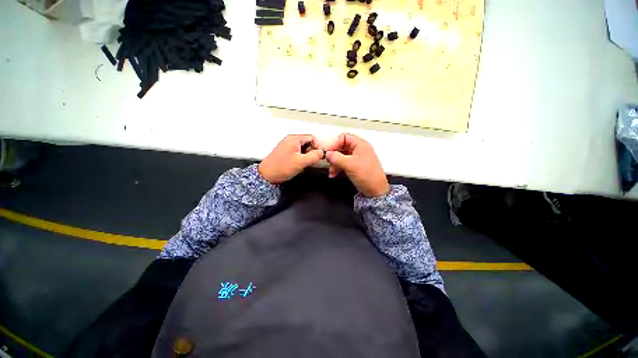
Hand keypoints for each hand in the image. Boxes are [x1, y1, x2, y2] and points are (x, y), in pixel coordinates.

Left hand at [258, 135, 324, 183]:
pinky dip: (301, 158)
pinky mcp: (285, 152)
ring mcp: (287, 146)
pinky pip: (297, 152)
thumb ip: (314, 156)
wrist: (267, 175)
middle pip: (308, 142)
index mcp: (294, 139)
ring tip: (303, 164)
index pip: (312, 138)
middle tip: (311, 161)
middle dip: (312, 152)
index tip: (318, 156)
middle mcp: (290, 140)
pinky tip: (298, 165)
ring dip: (306, 156)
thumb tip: (321, 153)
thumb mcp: (301, 162)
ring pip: (303, 148)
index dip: (317, 147)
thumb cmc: (281, 168)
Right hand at [325, 133, 389, 196]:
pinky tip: (333, 174)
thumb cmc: (366, 175)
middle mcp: (359, 149)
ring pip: (341, 156)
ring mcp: (357, 158)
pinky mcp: (355, 166)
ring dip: (334, 163)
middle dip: (334, 155)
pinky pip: (343, 163)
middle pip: (341, 147)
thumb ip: (336, 157)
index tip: (328, 152)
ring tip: (331, 171)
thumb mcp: (349, 164)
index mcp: (360, 144)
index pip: (344, 137)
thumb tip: (327, 153)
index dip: (335, 143)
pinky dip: (338, 168)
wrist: (375, 190)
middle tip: (328, 162)